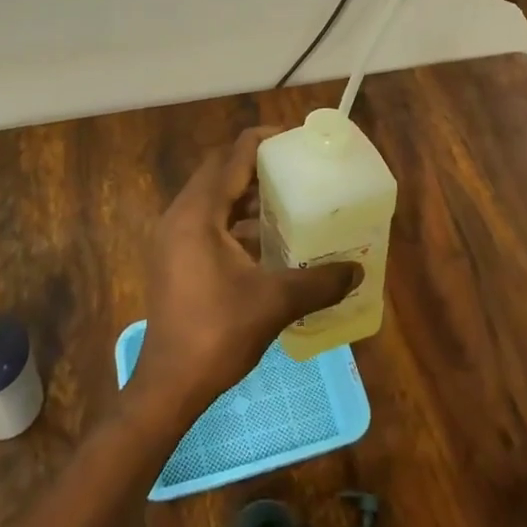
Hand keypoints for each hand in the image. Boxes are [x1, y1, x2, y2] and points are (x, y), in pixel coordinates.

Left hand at [130, 129, 361, 425]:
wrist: (169, 385)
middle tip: (295, 169)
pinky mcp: (174, 259)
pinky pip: (206, 222)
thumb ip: (319, 281)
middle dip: (256, 166)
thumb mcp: (275, 302)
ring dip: (245, 195)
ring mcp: (172, 239)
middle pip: (219, 172)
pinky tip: (265, 241)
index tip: (295, 140)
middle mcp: (180, 216)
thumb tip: (358, 270)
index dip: (263, 141)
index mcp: (198, 214)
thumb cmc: (218, 333)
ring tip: (286, 201)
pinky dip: (234, 221)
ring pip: (212, 199)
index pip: (231, 157)